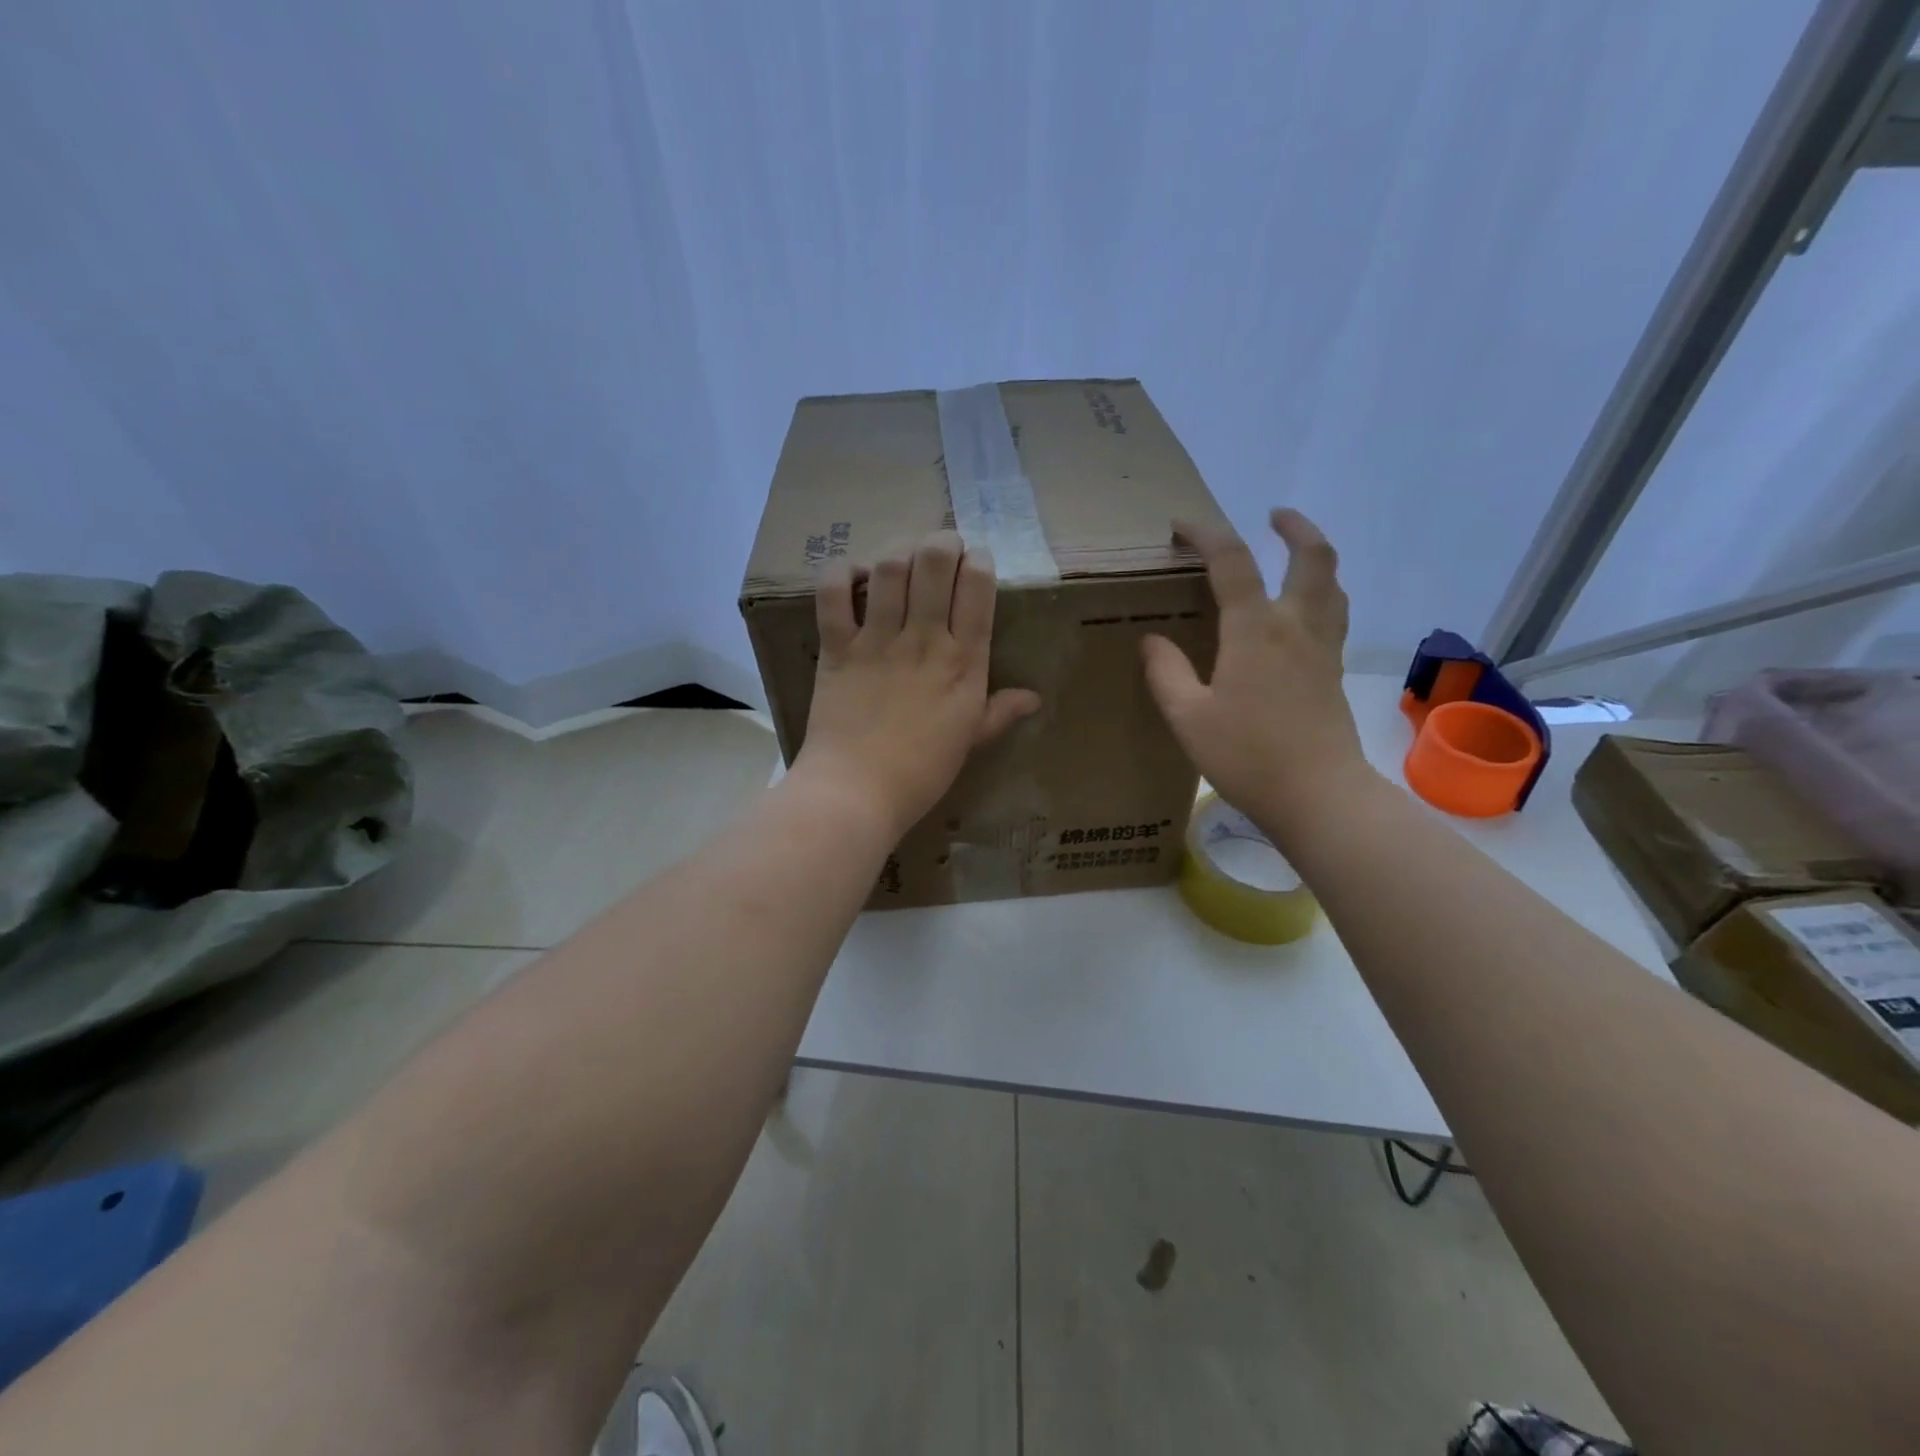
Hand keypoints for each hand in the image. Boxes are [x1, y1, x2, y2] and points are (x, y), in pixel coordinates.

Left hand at [795, 530, 1040, 840]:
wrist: (858, 793)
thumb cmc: (921, 772)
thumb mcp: (970, 741)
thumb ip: (1000, 712)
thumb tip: (1034, 698)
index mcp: (964, 661)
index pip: (978, 587)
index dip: (978, 561)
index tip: (974, 563)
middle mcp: (924, 639)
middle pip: (936, 561)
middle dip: (942, 541)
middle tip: (939, 550)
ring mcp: (878, 640)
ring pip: (890, 567)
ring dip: (897, 551)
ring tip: (900, 561)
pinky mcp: (837, 647)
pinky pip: (833, 593)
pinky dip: (841, 574)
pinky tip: (853, 577)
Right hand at [1140, 509, 1375, 845]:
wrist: (1318, 796)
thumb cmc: (1247, 756)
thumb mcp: (1188, 717)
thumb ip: (1166, 672)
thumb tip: (1151, 640)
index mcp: (1255, 630)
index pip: (1232, 562)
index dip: (1207, 534)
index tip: (1182, 525)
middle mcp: (1296, 626)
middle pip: (1312, 558)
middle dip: (1295, 527)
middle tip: (1273, 516)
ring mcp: (1322, 649)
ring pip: (1332, 584)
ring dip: (1314, 557)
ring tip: (1292, 554)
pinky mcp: (1333, 672)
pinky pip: (1333, 614)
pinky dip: (1321, 593)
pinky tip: (1301, 612)